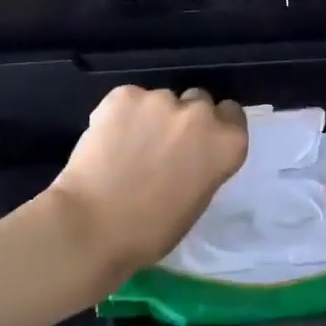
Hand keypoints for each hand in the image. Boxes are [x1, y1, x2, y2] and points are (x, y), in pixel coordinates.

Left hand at [47, 86, 248, 280]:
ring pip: (160, 100)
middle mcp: (199, 114)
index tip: (199, 141)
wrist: (93, 224)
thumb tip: (189, 154)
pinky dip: (120, 115)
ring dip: (150, 116)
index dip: (215, 125)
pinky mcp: (124, 95)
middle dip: (184, 118)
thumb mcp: (196, 199)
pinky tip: (107, 140)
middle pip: (198, 101)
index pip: (232, 115)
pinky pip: (128, 100)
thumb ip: (202, 165)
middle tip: (161, 144)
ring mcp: (160, 100)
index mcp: (226, 144)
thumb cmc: (151, 230)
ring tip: (127, 146)